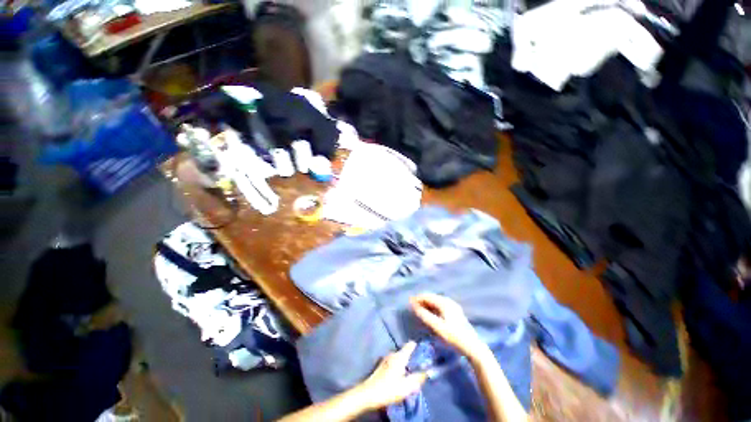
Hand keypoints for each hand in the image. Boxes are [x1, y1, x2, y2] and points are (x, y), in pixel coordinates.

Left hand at [353, 341, 426, 410]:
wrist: (368, 394)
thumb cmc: (388, 389)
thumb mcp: (406, 387)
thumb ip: (418, 378)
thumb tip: (427, 372)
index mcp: (399, 356)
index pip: (410, 345)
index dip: (418, 347)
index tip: (424, 351)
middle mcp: (393, 354)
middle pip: (405, 352)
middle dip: (412, 358)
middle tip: (418, 367)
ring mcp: (386, 358)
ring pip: (399, 357)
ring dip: (404, 363)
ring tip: (409, 373)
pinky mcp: (381, 365)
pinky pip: (394, 362)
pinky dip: (398, 366)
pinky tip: (399, 376)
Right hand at [410, 293, 487, 360]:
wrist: (473, 346)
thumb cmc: (454, 337)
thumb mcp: (437, 327)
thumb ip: (425, 316)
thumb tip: (414, 307)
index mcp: (444, 303)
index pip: (427, 296)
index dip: (417, 299)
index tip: (409, 303)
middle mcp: (448, 301)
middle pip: (431, 298)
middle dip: (421, 301)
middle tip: (412, 307)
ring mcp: (453, 306)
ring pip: (435, 302)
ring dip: (427, 305)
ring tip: (419, 311)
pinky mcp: (455, 312)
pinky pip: (440, 306)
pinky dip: (432, 308)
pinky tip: (429, 314)